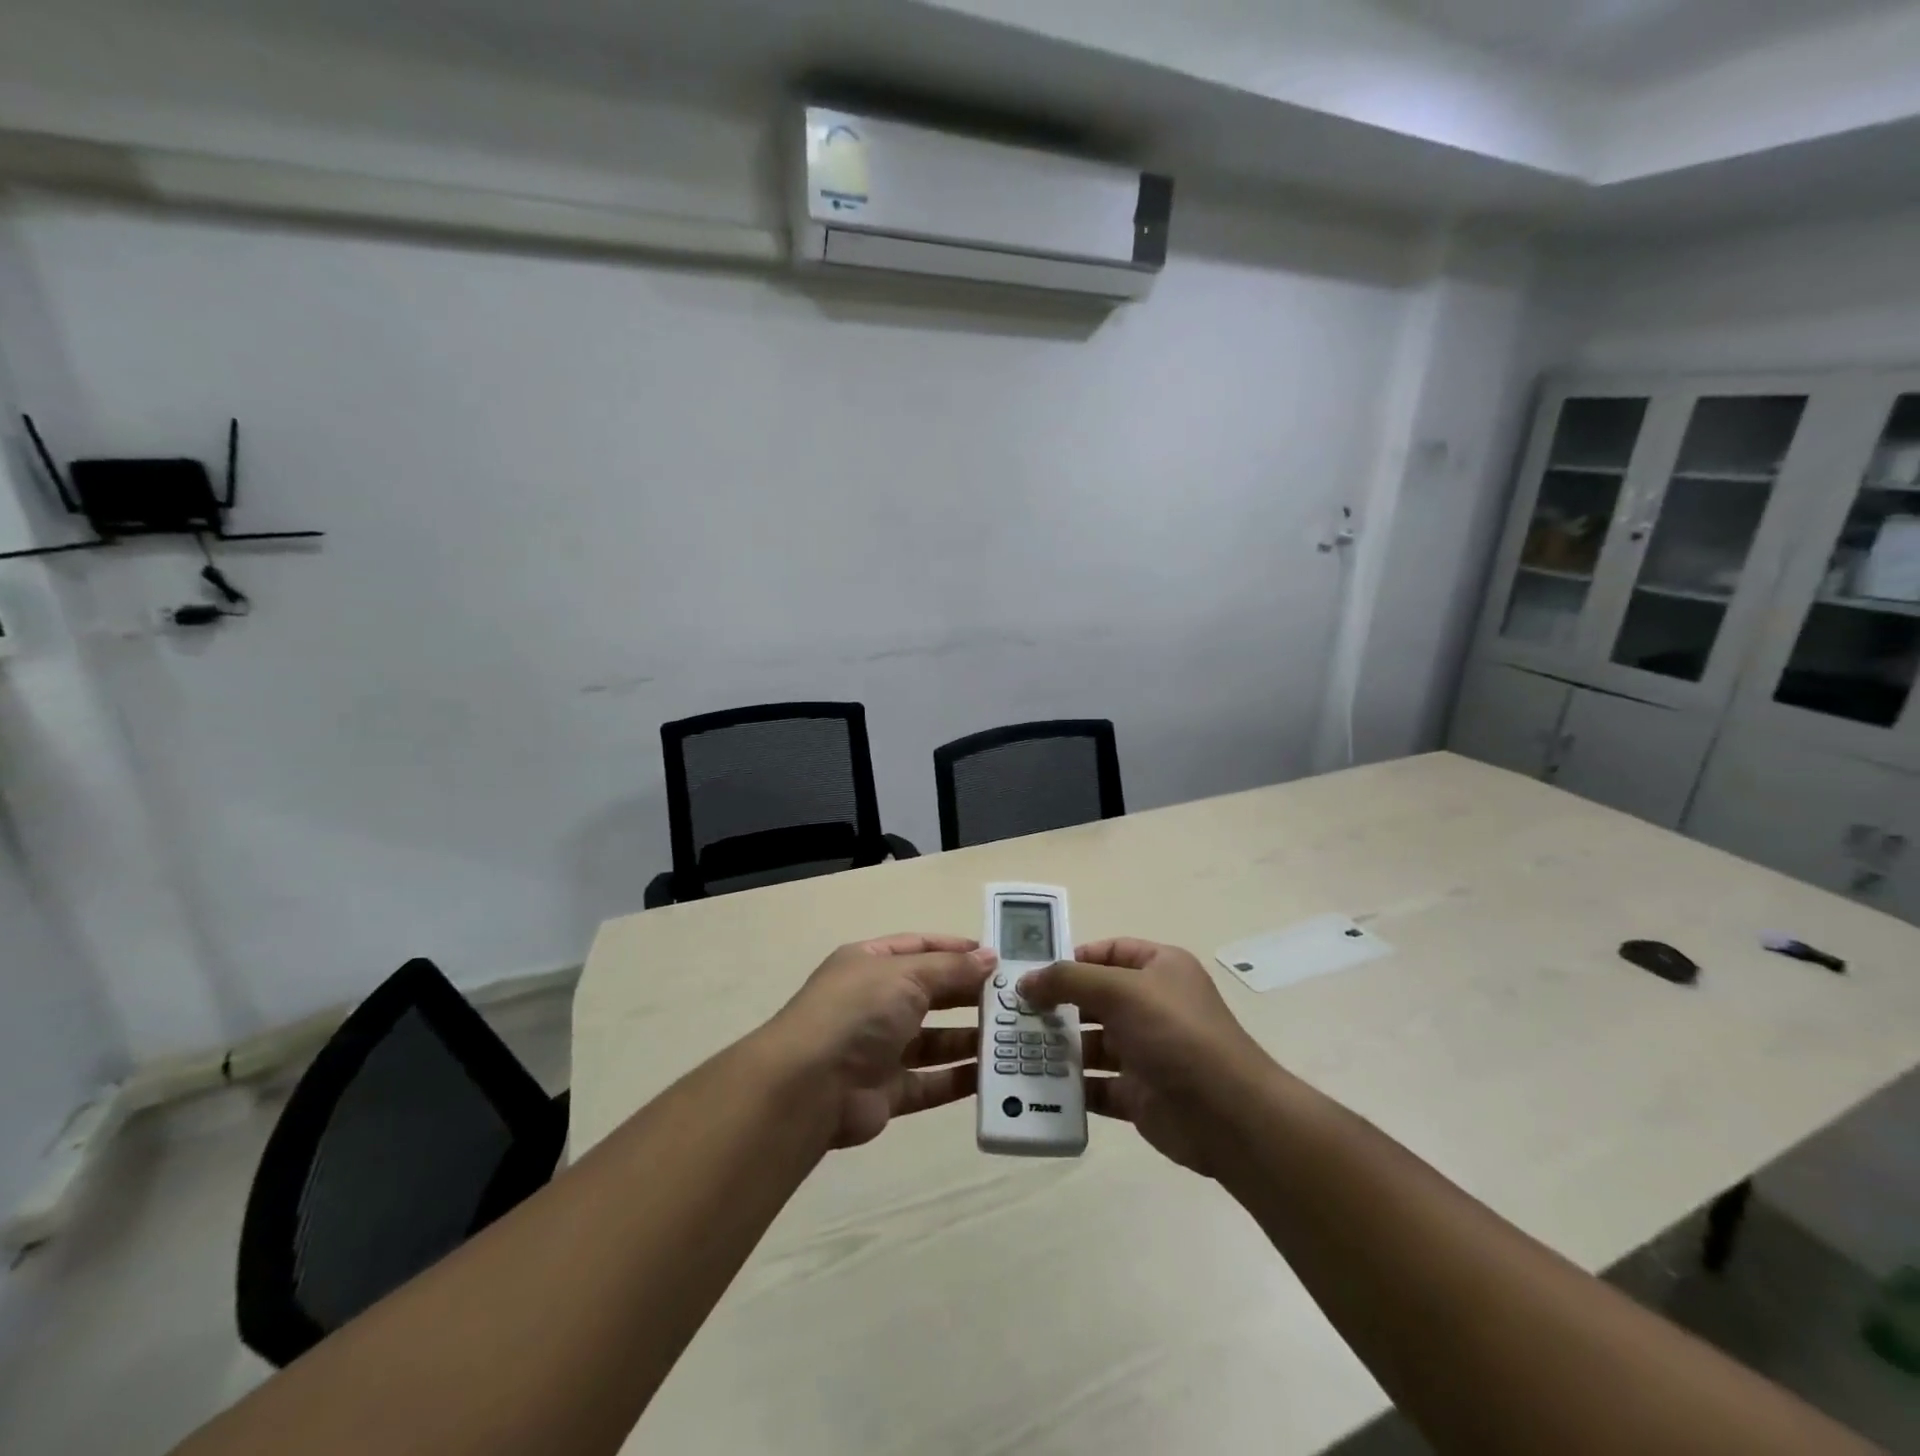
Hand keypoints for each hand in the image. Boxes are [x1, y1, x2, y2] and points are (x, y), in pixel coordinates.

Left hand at [761, 933, 996, 1149]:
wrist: (809, 1087)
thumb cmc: (858, 1012)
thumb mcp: (906, 974)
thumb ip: (951, 968)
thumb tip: (990, 957)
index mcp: (870, 963)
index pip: (919, 947)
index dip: (956, 949)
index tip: (996, 957)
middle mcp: (874, 1002)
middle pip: (930, 993)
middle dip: (969, 994)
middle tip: (1014, 999)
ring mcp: (880, 1048)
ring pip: (934, 1040)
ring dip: (970, 1038)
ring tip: (1013, 1036)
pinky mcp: (888, 1091)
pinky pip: (931, 1082)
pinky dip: (959, 1079)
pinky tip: (994, 1075)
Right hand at [1018, 938, 1272, 1175]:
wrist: (1229, 1116)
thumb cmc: (1176, 1034)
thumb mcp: (1120, 990)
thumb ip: (1069, 980)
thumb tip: (1026, 981)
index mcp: (1159, 969)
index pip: (1109, 951)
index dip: (1073, 958)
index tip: (1034, 973)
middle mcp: (1152, 1006)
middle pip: (1095, 998)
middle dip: (1057, 1004)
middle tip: (1013, 1013)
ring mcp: (1146, 1051)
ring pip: (1092, 1043)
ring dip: (1059, 1046)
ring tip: (1017, 1049)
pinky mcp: (1138, 1094)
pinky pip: (1096, 1086)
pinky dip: (1070, 1086)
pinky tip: (1038, 1085)